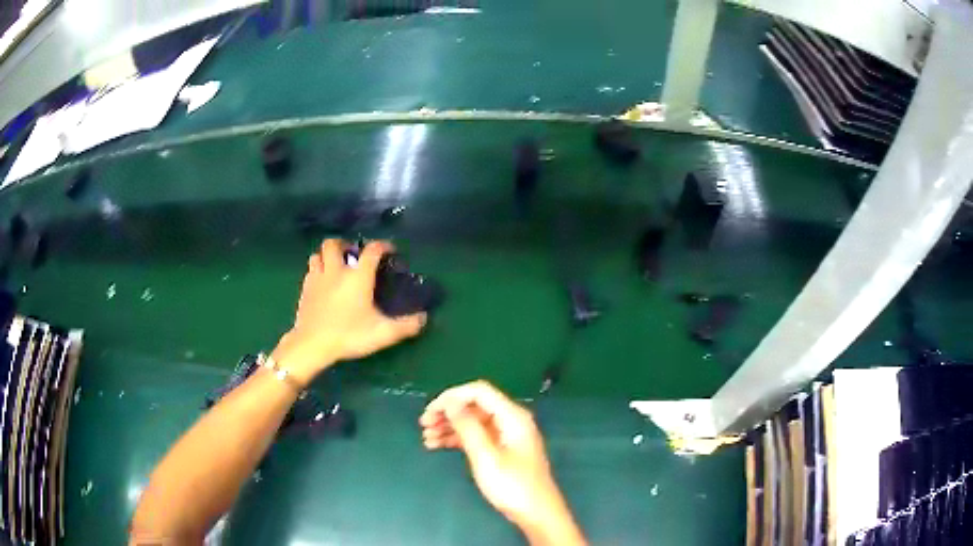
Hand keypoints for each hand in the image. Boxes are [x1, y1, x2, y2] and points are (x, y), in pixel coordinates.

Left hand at [272, 239, 426, 385]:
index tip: (390, 250)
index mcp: (358, 276)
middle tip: (353, 254)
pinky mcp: (305, 289)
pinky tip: (323, 282)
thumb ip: (406, 326)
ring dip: (327, 256)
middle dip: (344, 244)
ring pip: (318, 254)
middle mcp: (337, 270)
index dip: (383, 245)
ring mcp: (317, 278)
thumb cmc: (349, 335)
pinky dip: (317, 270)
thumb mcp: (383, 333)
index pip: (372, 249)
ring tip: (336, 266)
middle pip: (334, 244)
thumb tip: (425, 318)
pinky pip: (310, 270)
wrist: (312, 345)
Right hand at [420, 381, 584, 544]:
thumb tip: (451, 403)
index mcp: (512, 416)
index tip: (430, 411)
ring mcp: (507, 435)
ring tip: (427, 437)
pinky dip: (458, 438)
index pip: (479, 392)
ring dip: (450, 426)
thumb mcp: (486, 456)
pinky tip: (438, 445)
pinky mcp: (503, 449)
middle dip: (448, 412)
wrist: (536, 513)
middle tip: (424, 424)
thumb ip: (468, 427)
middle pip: (475, 405)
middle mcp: (511, 420)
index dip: (452, 397)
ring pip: (474, 421)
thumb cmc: (512, 486)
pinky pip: (477, 435)